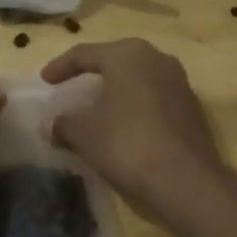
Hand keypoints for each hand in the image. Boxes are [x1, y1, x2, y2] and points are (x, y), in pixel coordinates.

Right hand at [41, 39, 236, 232]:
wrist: (189, 183)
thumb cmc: (129, 145)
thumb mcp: (85, 135)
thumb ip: (63, 124)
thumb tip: (49, 125)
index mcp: (127, 55)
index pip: (84, 54)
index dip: (60, 66)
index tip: (44, 80)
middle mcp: (156, 58)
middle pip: (114, 60)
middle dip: (92, 73)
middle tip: (72, 85)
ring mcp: (179, 82)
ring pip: (137, 78)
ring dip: (115, 90)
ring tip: (97, 106)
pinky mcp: (192, 107)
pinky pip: (153, 96)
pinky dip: (134, 105)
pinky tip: (124, 125)